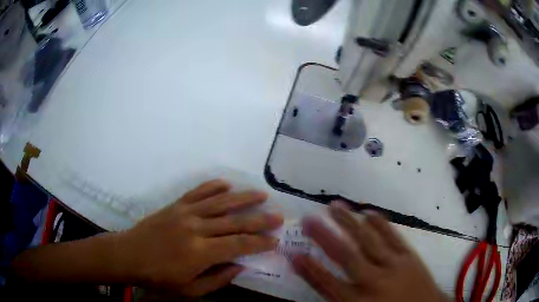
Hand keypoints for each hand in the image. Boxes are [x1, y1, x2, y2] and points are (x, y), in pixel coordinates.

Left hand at [116, 179, 282, 295]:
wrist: (128, 255)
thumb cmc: (158, 278)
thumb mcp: (189, 290)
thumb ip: (217, 279)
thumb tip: (240, 266)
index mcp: (200, 253)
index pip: (238, 245)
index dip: (259, 243)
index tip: (275, 241)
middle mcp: (196, 229)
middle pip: (234, 222)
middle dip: (259, 220)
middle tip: (278, 216)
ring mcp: (185, 213)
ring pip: (219, 203)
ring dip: (242, 198)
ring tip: (261, 194)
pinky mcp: (175, 205)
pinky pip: (198, 193)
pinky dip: (213, 186)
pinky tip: (226, 183)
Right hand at [293, 202, 448, 301]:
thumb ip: (339, 299)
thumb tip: (321, 282)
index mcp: (359, 301)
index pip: (328, 282)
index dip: (309, 267)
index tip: (294, 252)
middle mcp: (374, 280)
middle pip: (346, 255)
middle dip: (325, 236)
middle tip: (309, 218)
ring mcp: (394, 265)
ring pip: (368, 240)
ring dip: (349, 222)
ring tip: (334, 206)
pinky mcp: (409, 255)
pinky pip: (392, 236)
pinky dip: (380, 223)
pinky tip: (368, 212)